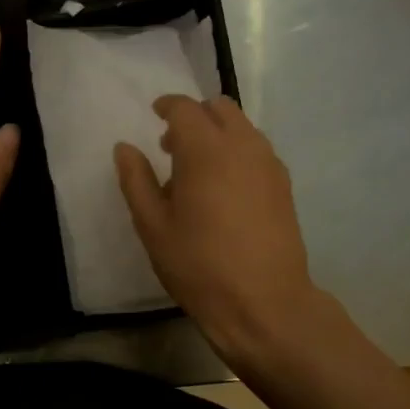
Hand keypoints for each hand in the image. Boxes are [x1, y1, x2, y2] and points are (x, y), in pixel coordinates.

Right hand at [114, 95, 322, 370]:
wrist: (264, 303)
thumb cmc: (199, 265)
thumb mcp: (153, 226)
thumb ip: (136, 180)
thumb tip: (125, 148)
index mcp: (206, 150)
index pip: (185, 108)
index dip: (167, 106)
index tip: (155, 114)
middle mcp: (243, 146)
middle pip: (220, 108)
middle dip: (195, 116)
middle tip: (173, 146)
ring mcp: (269, 164)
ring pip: (243, 128)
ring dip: (218, 134)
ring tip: (198, 172)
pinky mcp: (284, 185)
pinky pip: (257, 151)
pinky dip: (237, 152)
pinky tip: (224, 190)